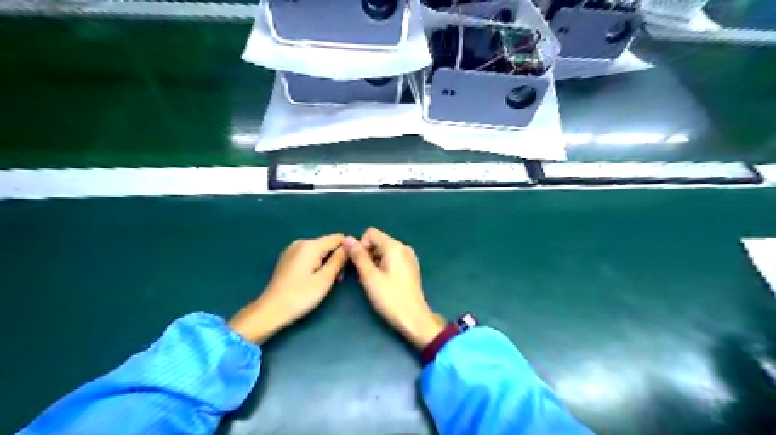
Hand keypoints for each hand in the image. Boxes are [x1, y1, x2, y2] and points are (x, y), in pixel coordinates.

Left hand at [228, 234, 346, 342]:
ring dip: (327, 263)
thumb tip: (350, 246)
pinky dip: (316, 264)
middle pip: (328, 244)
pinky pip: (309, 256)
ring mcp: (292, 250)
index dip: (348, 250)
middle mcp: (301, 242)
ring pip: (319, 251)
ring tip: (328, 281)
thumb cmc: (300, 296)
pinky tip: (315, 279)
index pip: (338, 238)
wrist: (271, 311)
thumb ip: (339, 260)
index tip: (351, 266)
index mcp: (310, 245)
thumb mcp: (325, 279)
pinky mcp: (288, 259)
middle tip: (338, 279)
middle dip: (337, 258)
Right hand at [344, 227, 445, 349]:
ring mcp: (409, 257)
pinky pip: (393, 259)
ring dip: (374, 262)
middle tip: (364, 276)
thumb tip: (347, 238)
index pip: (371, 233)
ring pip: (384, 251)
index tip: (359, 264)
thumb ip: (358, 256)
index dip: (360, 246)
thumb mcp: (369, 276)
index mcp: (395, 246)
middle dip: (367, 255)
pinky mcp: (411, 268)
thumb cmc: (390, 297)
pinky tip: (383, 283)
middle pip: (378, 242)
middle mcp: (404, 248)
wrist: (413, 318)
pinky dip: (384, 266)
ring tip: (373, 281)